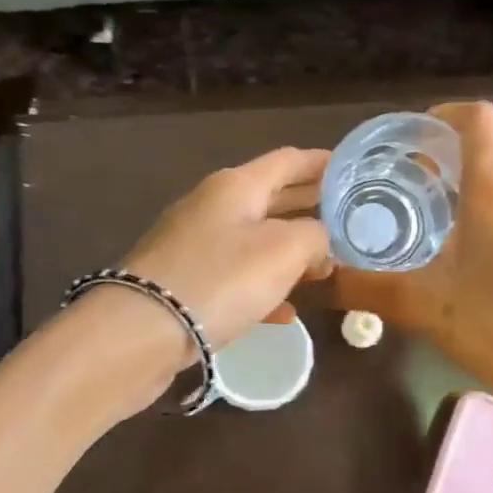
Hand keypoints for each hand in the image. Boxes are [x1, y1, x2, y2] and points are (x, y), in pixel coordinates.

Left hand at [119, 145, 332, 355]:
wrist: (140, 332)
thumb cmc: (222, 278)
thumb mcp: (284, 250)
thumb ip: (315, 236)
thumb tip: (320, 242)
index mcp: (236, 186)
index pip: (288, 160)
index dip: (322, 163)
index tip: (352, 170)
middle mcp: (213, 207)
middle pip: (271, 197)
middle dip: (309, 205)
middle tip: (347, 215)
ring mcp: (194, 245)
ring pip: (255, 239)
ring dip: (290, 249)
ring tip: (325, 264)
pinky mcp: (184, 283)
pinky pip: (236, 276)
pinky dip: (264, 286)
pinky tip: (286, 312)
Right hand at [332, 102, 492, 444]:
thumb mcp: (425, 307)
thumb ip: (369, 287)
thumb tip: (325, 279)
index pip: (477, 118)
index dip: (443, 116)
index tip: (414, 141)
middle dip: (455, 148)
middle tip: (417, 178)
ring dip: (480, 174)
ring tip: (444, 210)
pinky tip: (481, 244)